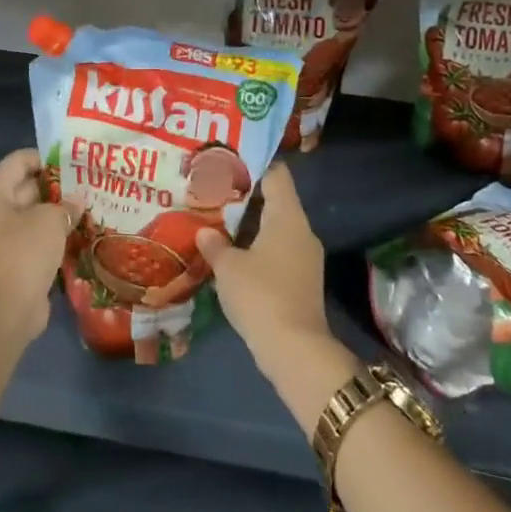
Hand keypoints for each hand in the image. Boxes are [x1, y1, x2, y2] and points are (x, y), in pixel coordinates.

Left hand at [0, 148, 74, 342]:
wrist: (4, 309)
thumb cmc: (23, 252)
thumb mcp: (50, 219)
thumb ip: (66, 205)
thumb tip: (76, 203)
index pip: (18, 161)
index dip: (46, 157)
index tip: (75, 162)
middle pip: (28, 188)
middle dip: (59, 187)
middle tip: (91, 185)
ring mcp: (4, 241)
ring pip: (35, 217)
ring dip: (61, 215)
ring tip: (92, 209)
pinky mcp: (16, 263)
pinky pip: (38, 242)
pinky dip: (58, 238)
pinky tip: (84, 236)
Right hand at [196, 163, 331, 373]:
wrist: (294, 349)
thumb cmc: (260, 295)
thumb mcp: (228, 267)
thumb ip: (214, 244)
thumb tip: (205, 232)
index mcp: (288, 217)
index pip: (276, 174)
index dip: (253, 165)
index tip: (227, 162)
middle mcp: (302, 230)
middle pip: (276, 200)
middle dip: (245, 196)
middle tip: (213, 191)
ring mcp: (305, 256)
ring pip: (276, 227)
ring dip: (249, 224)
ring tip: (217, 220)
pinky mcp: (302, 279)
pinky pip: (278, 249)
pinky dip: (257, 246)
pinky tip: (232, 253)